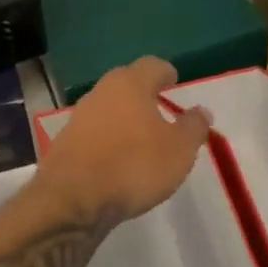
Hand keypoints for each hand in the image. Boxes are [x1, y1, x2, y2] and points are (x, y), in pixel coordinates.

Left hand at [36, 57, 212, 222]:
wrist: (72, 200)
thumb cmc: (134, 165)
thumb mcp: (179, 150)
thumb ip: (193, 127)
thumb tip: (201, 111)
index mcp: (130, 84)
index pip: (152, 66)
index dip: (165, 73)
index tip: (174, 81)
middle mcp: (102, 92)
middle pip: (126, 83)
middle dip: (143, 93)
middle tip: (159, 108)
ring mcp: (79, 117)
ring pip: (108, 108)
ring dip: (124, 117)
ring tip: (140, 137)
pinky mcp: (65, 143)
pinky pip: (94, 133)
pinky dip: (107, 139)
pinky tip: (117, 159)